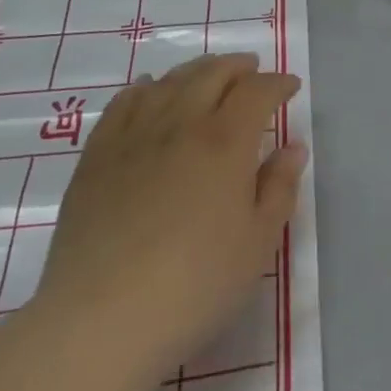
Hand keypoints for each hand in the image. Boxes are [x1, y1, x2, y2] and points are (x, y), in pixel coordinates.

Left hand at [29, 54, 307, 382]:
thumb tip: (293, 147)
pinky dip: (144, 88)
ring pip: (170, 82)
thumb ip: (280, 188)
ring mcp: (134, 136)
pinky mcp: (97, 157)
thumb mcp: (258, 243)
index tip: (290, 88)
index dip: (278, 84)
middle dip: (238, 67)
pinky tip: (150, 91)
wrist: (100, 322)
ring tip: (208, 76)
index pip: (258, 92)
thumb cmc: (194, 285)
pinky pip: (123, 103)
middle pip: (212, 74)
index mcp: (226, 141)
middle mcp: (181, 124)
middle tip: (252, 71)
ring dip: (196, 71)